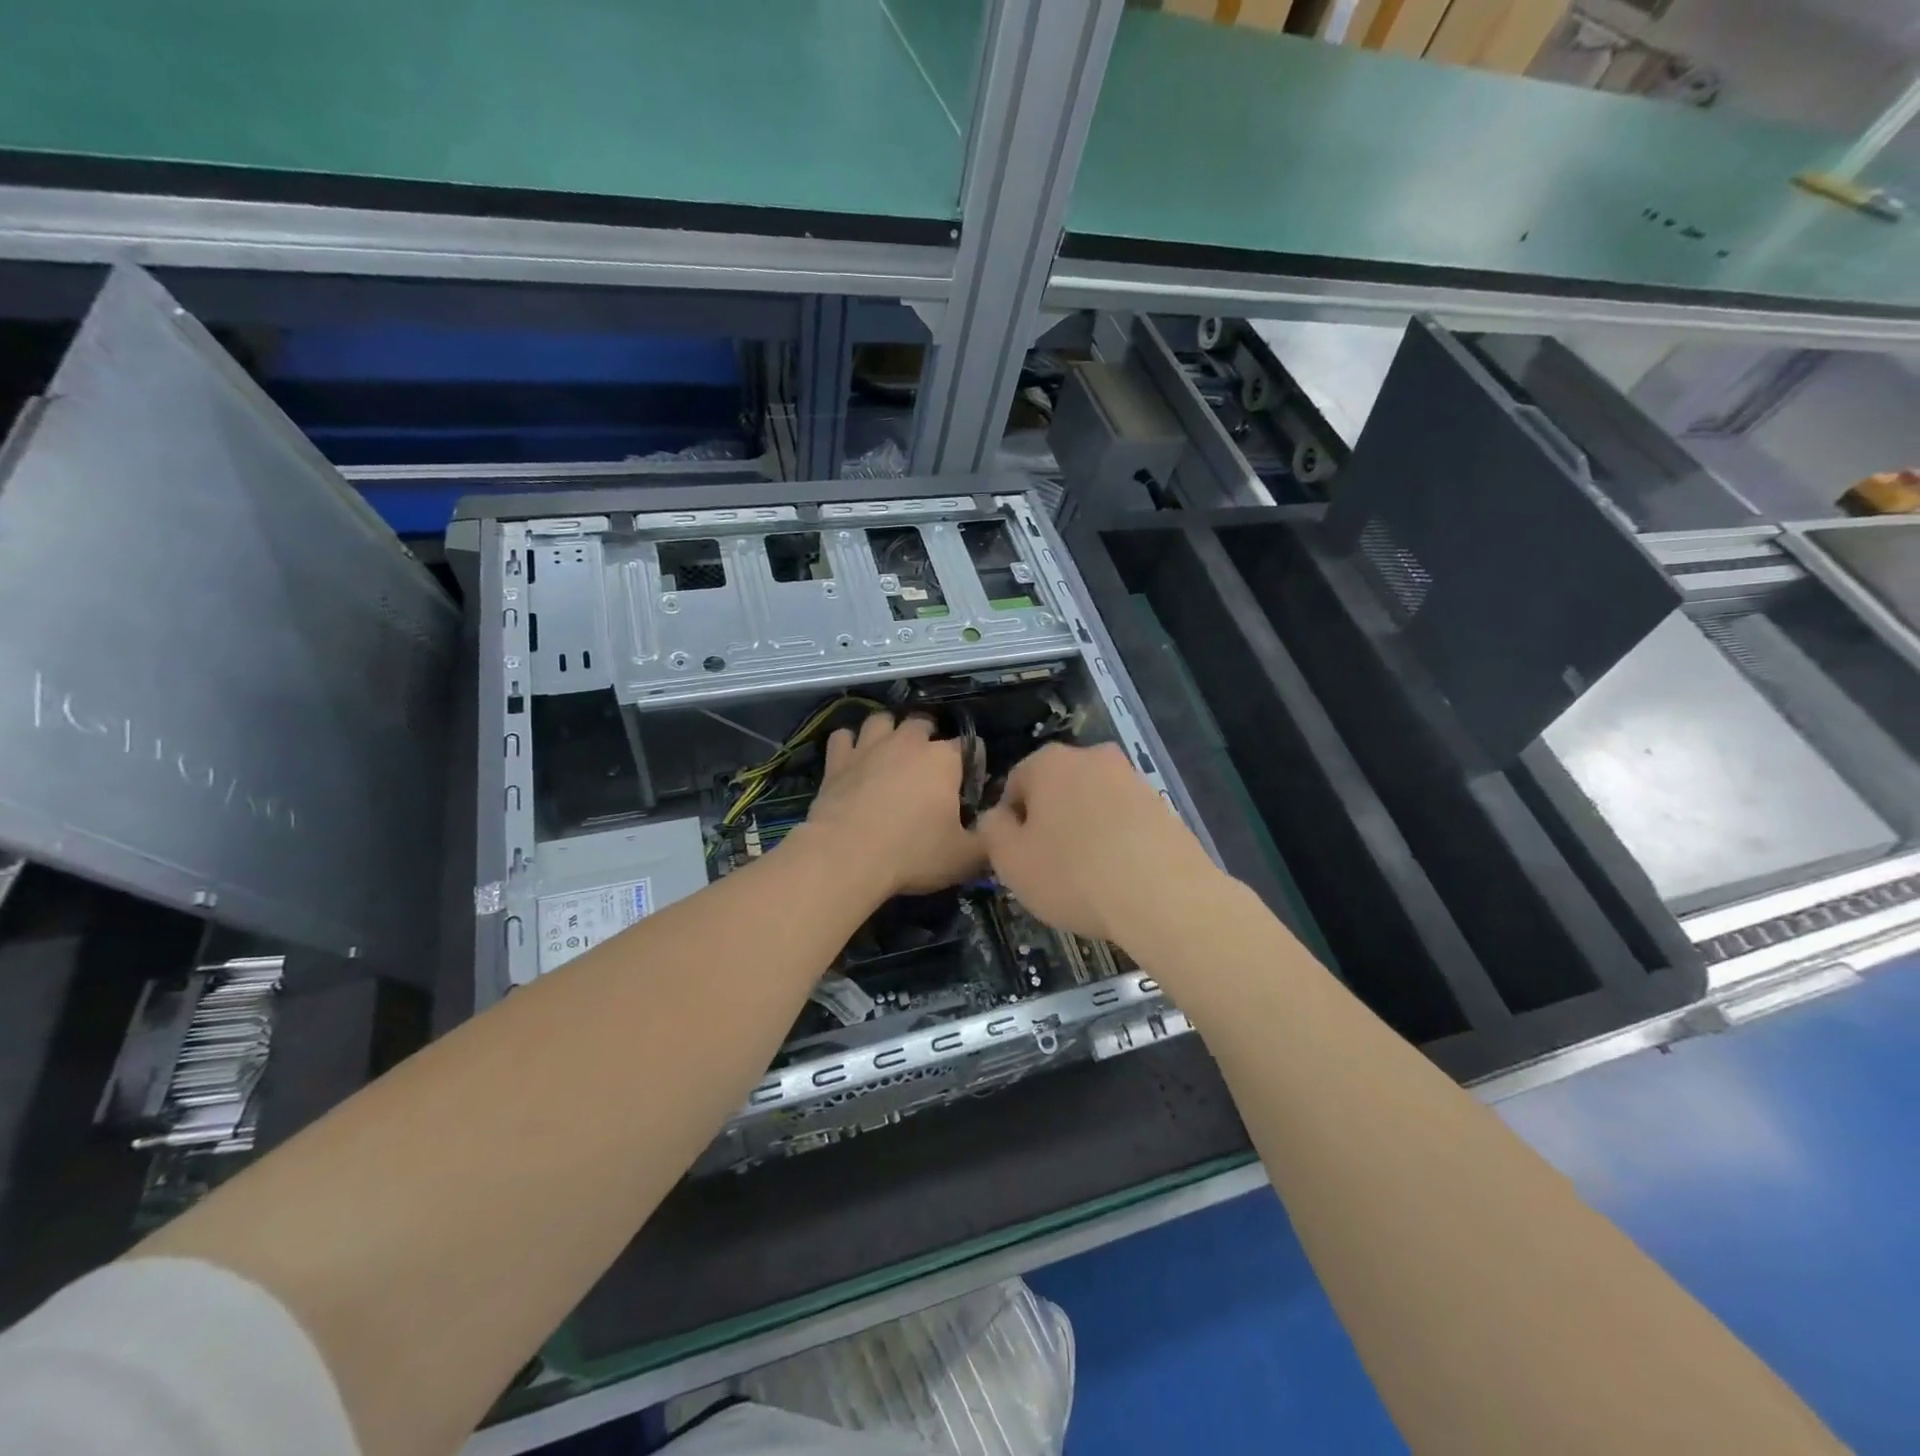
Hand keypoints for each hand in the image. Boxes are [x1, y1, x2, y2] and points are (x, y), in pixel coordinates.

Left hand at [799, 712, 983, 898]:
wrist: (845, 857)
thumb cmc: (912, 854)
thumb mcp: (965, 858)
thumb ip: (988, 839)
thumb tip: (996, 829)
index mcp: (944, 760)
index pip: (970, 746)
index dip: (974, 764)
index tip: (971, 786)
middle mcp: (907, 742)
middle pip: (923, 723)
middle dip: (929, 737)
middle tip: (928, 768)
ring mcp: (869, 747)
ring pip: (881, 720)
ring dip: (888, 731)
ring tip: (890, 752)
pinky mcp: (837, 760)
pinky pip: (842, 737)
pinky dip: (849, 744)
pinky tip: (852, 758)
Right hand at [977, 743, 1221, 952]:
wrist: (1165, 896)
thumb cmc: (1074, 875)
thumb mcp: (1011, 861)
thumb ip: (991, 831)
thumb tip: (996, 817)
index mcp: (1049, 762)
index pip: (1015, 784)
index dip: (1010, 823)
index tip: (1018, 857)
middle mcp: (1092, 757)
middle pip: (1056, 789)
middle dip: (1049, 822)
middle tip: (1049, 866)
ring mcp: (1132, 778)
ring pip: (1091, 803)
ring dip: (1083, 830)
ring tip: (1086, 876)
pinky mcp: (1162, 804)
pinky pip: (1123, 820)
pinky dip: (1115, 840)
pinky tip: (1117, 875)